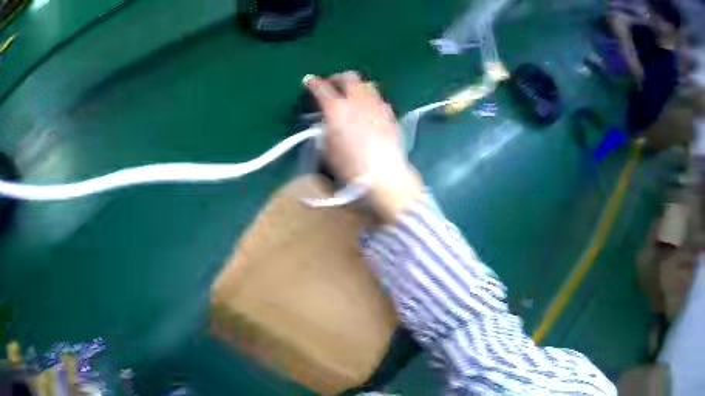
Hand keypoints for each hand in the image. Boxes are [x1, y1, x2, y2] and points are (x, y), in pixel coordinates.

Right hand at [304, 71, 422, 220]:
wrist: (384, 176)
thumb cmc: (350, 168)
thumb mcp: (327, 150)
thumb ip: (325, 129)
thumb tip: (326, 121)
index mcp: (337, 109)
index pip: (321, 88)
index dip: (313, 83)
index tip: (309, 81)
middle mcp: (357, 101)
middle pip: (348, 77)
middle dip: (337, 78)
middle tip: (332, 85)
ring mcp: (377, 105)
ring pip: (367, 84)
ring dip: (356, 86)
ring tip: (352, 95)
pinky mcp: (390, 115)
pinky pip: (379, 98)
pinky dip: (370, 98)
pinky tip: (369, 109)